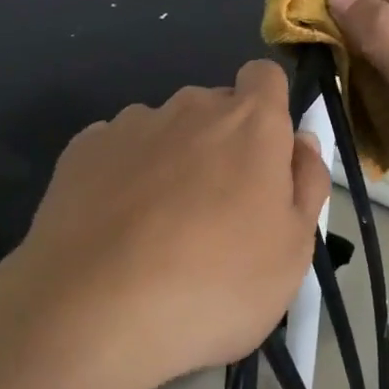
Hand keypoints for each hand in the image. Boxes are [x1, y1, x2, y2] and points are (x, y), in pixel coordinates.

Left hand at [7, 60, 330, 388]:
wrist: (95, 311)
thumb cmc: (216, 283)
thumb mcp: (294, 249)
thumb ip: (307, 182)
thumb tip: (299, 142)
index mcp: (249, 122)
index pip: (265, 77)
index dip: (269, 108)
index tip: (266, 157)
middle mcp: (189, 108)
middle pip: (215, 108)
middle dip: (223, 144)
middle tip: (219, 213)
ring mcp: (130, 125)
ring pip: (165, 130)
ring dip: (172, 160)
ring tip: (158, 229)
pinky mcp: (81, 150)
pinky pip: (119, 151)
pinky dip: (125, 176)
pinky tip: (116, 228)